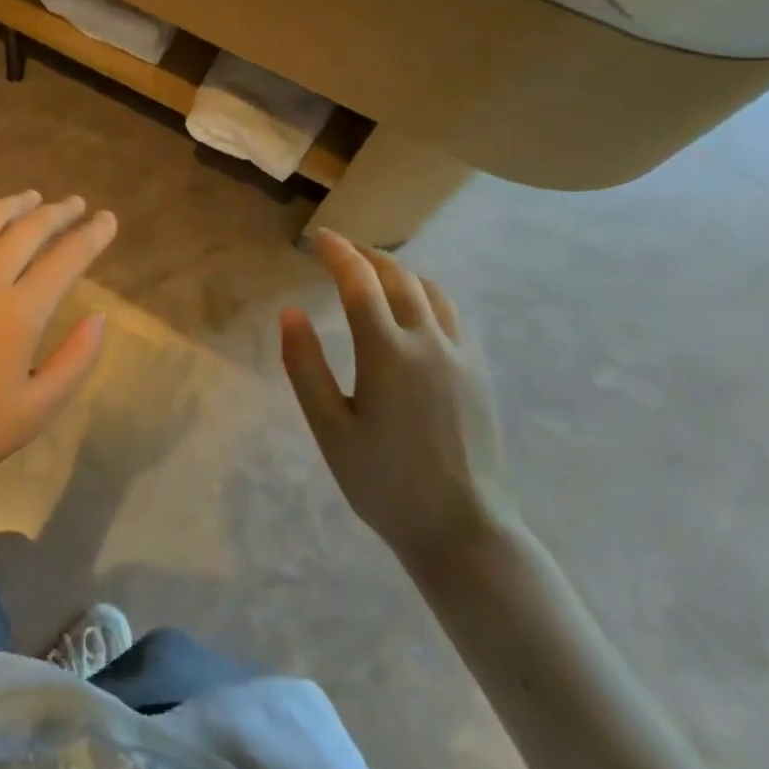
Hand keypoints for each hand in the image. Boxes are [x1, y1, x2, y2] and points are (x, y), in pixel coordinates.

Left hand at [0, 192, 117, 501]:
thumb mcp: (39, 408)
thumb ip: (76, 359)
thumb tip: (98, 317)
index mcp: (18, 313)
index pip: (65, 259)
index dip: (91, 235)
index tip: (107, 219)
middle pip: (26, 230)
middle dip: (56, 212)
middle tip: (74, 204)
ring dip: (12, 205)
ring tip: (31, 197)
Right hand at [281, 230, 515, 571]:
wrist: (464, 531)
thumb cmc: (385, 484)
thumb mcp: (329, 429)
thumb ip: (305, 367)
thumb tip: (290, 313)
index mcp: (387, 352)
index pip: (359, 282)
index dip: (337, 253)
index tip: (319, 238)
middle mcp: (428, 342)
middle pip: (398, 276)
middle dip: (366, 255)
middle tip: (339, 250)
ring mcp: (460, 356)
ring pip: (430, 290)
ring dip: (398, 271)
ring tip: (373, 273)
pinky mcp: (478, 373)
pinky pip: (451, 314)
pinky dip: (425, 295)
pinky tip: (412, 311)